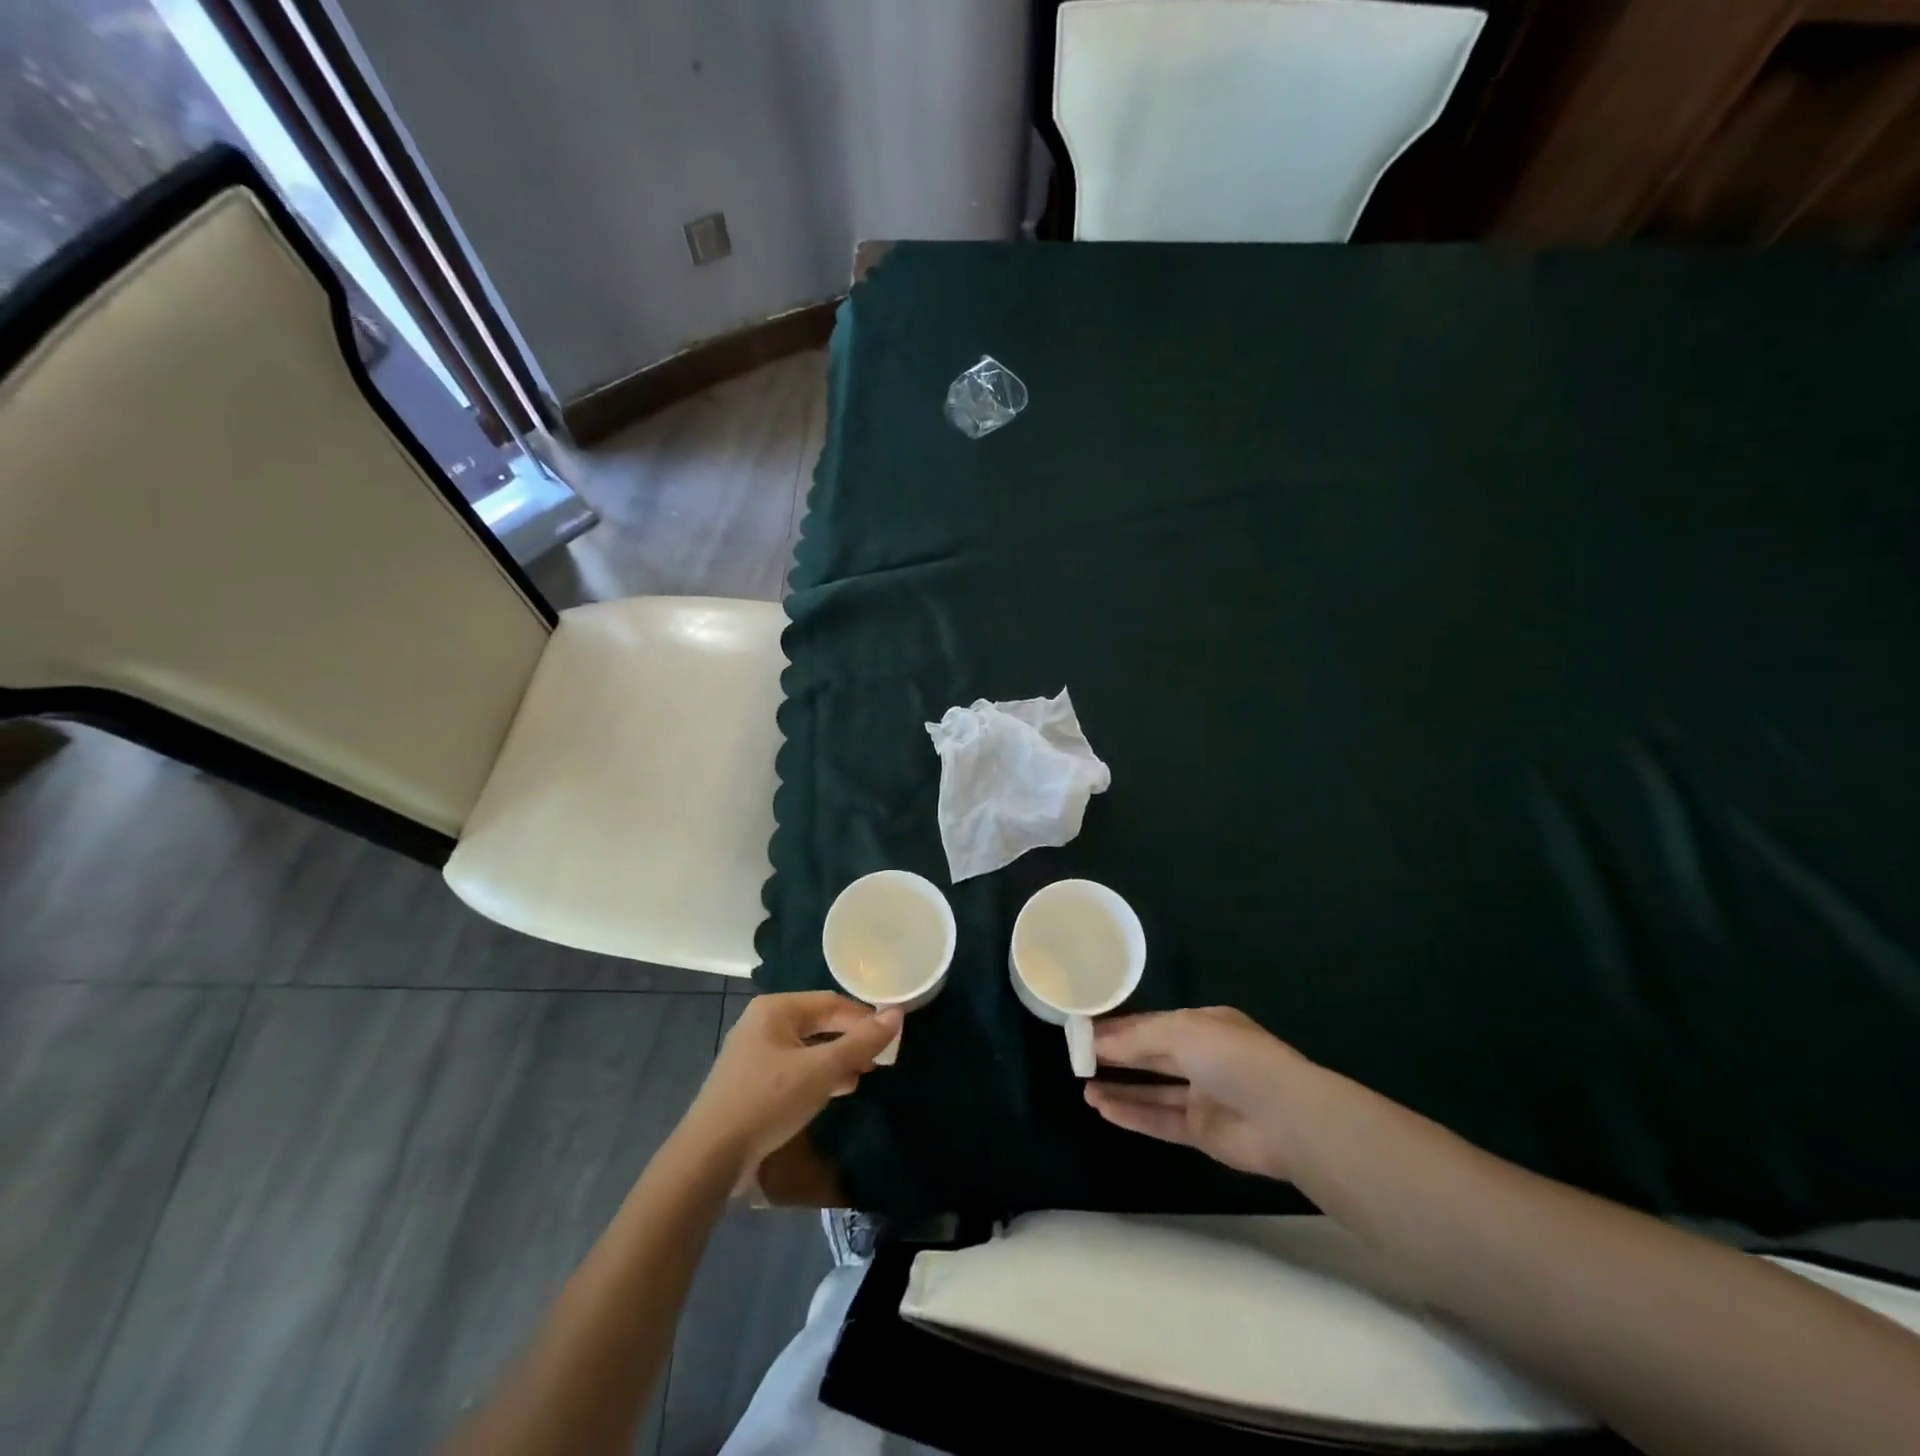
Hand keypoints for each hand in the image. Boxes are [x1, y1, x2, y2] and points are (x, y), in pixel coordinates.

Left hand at [680, 992, 900, 1182]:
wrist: (710, 1157)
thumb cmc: (768, 1101)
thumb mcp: (821, 1070)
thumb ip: (861, 1042)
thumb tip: (898, 1014)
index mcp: (776, 1009)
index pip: (831, 1002)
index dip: (863, 1018)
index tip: (890, 1039)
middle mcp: (763, 1023)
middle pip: (819, 1023)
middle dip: (850, 1040)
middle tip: (878, 1061)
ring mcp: (754, 1053)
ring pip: (807, 1047)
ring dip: (836, 1060)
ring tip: (862, 1077)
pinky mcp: (752, 1082)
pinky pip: (794, 1068)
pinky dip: (817, 1076)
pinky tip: (835, 1092)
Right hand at [1084, 1007, 1312, 1179]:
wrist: (1286, 1118)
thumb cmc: (1233, 1058)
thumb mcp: (1181, 1032)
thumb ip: (1137, 1038)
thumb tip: (1098, 1042)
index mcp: (1203, 1024)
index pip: (1152, 1023)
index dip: (1119, 1027)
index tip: (1085, 1031)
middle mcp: (1203, 1057)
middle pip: (1151, 1055)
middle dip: (1116, 1055)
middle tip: (1077, 1058)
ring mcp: (1204, 1096)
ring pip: (1153, 1090)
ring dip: (1120, 1088)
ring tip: (1084, 1087)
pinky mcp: (1203, 1133)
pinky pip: (1161, 1120)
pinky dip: (1133, 1114)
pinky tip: (1103, 1109)